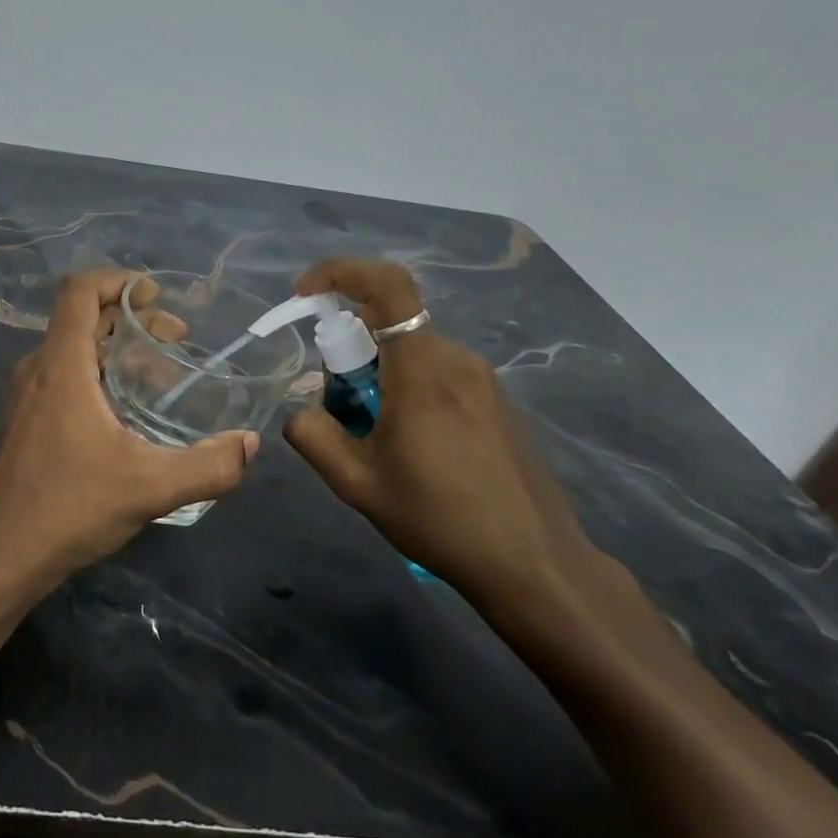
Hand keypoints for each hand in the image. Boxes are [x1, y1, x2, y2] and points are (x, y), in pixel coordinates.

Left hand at [0, 269, 258, 590]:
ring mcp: (28, 395)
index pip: (78, 291)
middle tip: (177, 337)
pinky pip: (65, 374)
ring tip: (162, 372)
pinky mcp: (27, 419)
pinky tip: (129, 409)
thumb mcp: (151, 487)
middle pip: (82, 317)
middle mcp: (39, 369)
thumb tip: (249, 445)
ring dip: (117, 346)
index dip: (116, 280)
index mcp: (62, 366)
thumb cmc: (71, 507)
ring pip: (74, 347)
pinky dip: (99, 371)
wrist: (4, 553)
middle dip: (130, 317)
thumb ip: (209, 466)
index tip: (155, 295)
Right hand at [282, 257, 593, 608]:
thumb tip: (303, 412)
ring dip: (377, 373)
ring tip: (371, 435)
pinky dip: (406, 387)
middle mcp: (457, 359)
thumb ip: (313, 436)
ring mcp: (484, 381)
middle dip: (349, 347)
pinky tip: (409, 446)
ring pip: (413, 350)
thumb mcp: (356, 483)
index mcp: (422, 368)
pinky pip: (438, 372)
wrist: (534, 563)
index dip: (340, 273)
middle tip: (335, 403)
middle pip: (390, 324)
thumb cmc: (439, 518)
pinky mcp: (497, 402)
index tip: (305, 295)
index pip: (386, 285)